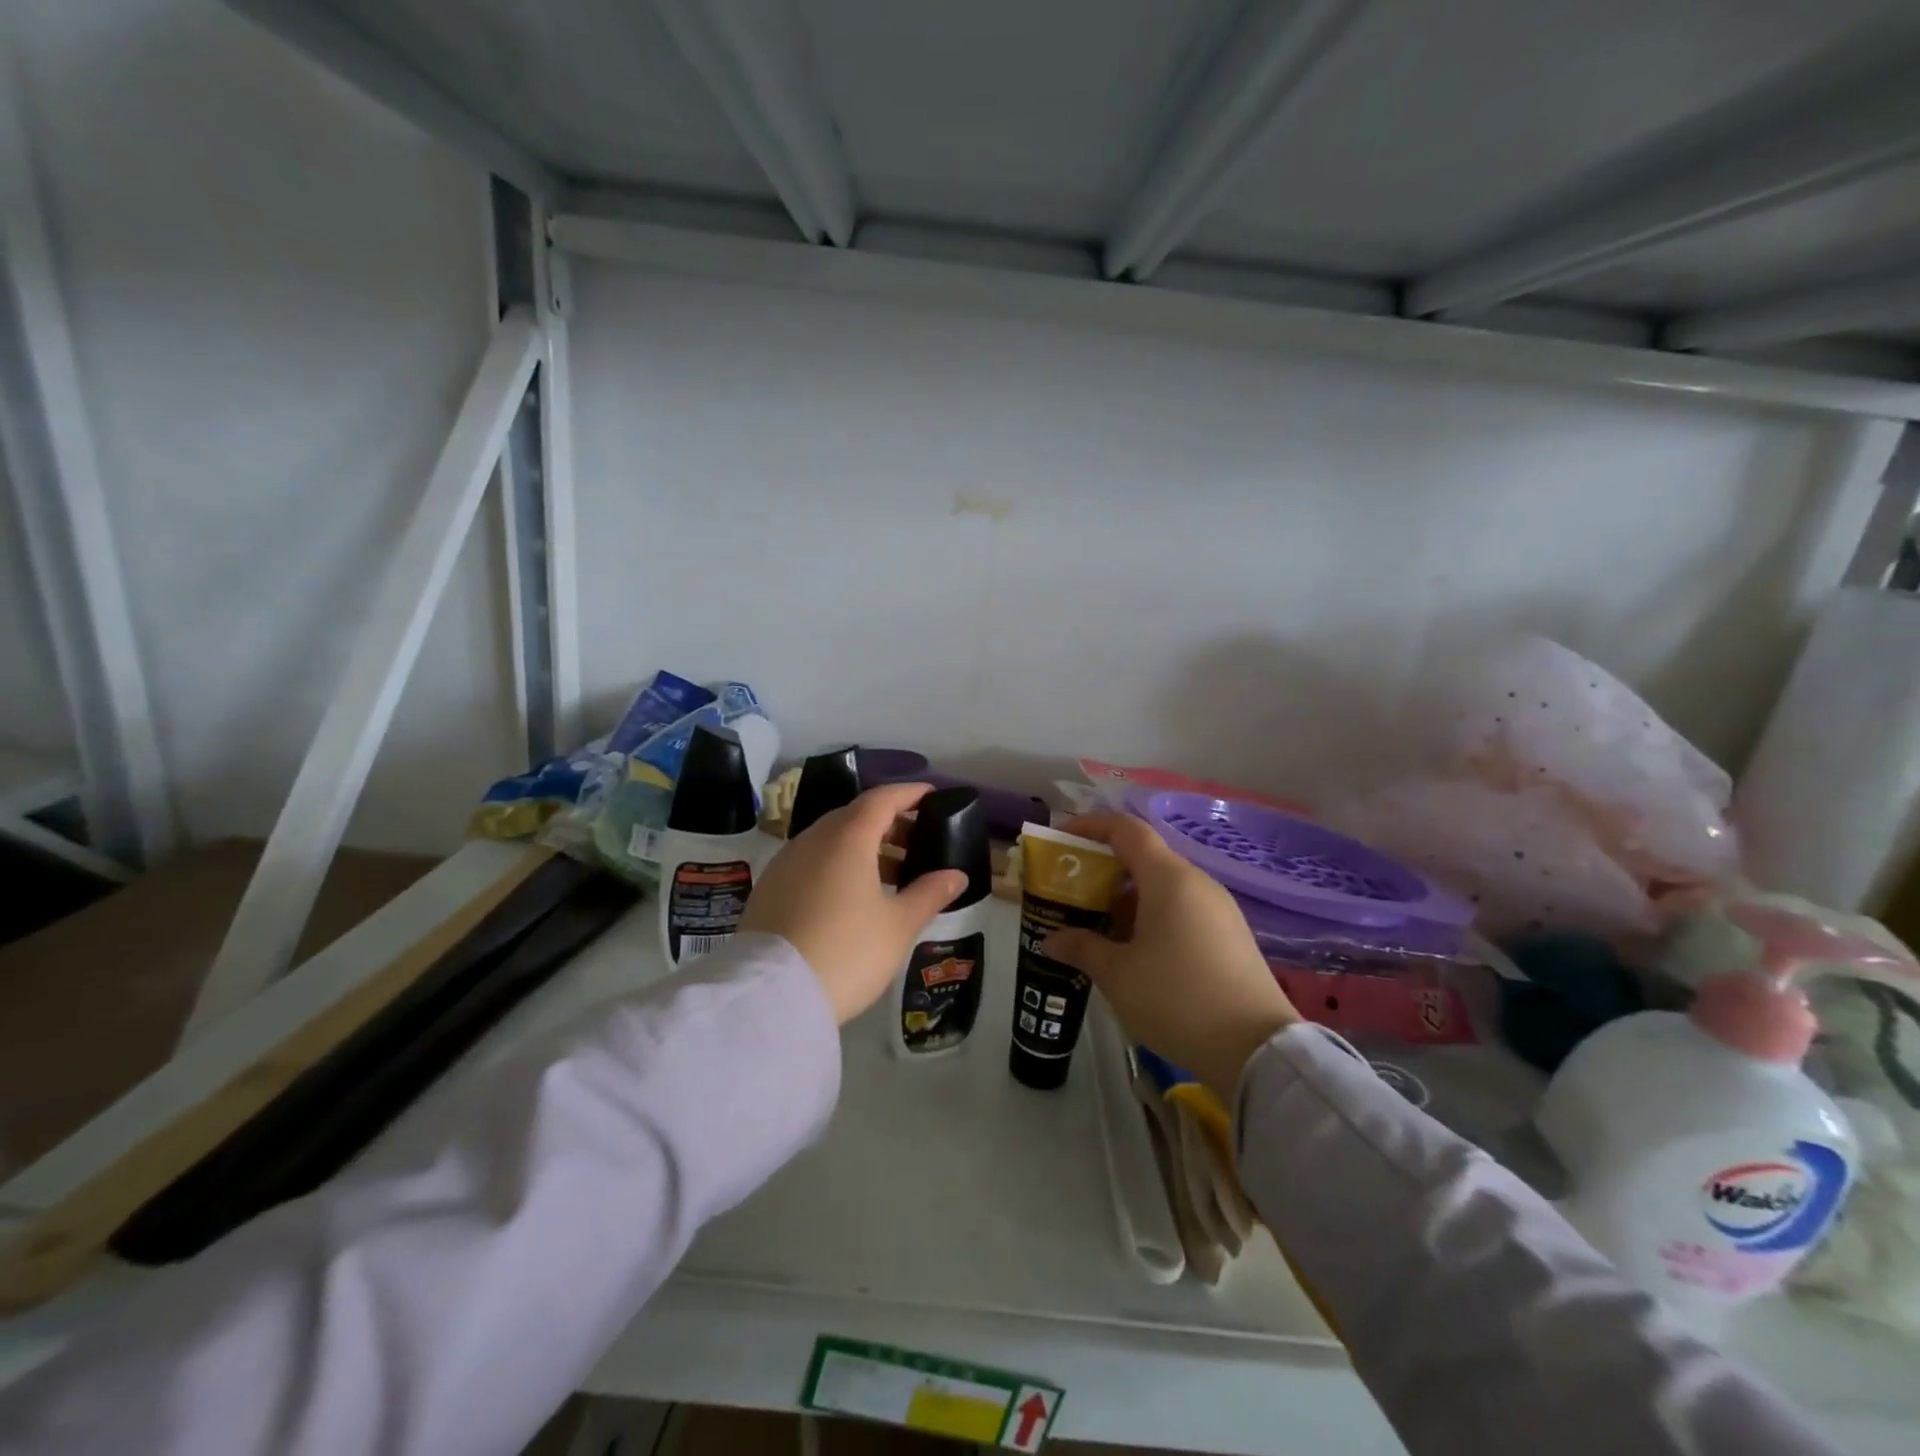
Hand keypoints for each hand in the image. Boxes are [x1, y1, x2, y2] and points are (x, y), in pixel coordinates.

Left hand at [741, 783, 968, 1024]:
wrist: (771, 996)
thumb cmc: (846, 952)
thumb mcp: (898, 926)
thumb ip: (929, 894)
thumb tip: (956, 875)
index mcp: (847, 838)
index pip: (882, 799)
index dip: (909, 794)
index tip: (931, 796)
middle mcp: (813, 839)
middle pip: (854, 816)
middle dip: (888, 822)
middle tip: (916, 840)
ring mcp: (785, 863)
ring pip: (830, 839)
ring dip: (862, 846)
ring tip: (891, 874)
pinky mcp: (769, 888)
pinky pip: (811, 861)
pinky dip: (837, 864)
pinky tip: (851, 895)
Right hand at [1042, 812, 1299, 1100]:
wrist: (1257, 1050)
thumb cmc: (1177, 998)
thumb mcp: (1118, 974)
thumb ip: (1082, 948)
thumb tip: (1052, 940)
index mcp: (1169, 878)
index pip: (1126, 829)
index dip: (1091, 826)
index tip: (1062, 838)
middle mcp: (1197, 882)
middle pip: (1145, 857)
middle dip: (1105, 869)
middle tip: (1073, 893)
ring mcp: (1219, 909)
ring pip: (1163, 886)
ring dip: (1128, 898)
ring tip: (1099, 927)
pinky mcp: (1231, 936)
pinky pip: (1182, 909)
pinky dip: (1152, 916)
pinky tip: (1136, 952)